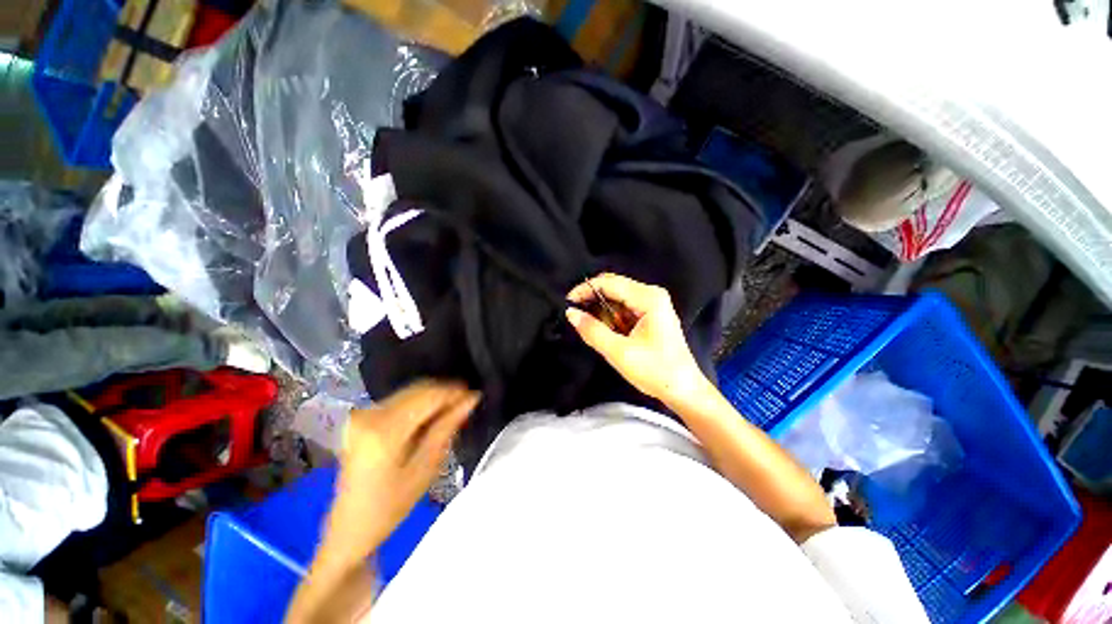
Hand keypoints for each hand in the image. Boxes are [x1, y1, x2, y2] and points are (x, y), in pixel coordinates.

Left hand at [331, 380, 480, 555]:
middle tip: (467, 404)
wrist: (350, 525)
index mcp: (385, 430)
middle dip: (446, 393)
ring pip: (411, 391)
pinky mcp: (363, 417)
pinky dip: (420, 403)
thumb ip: (447, 427)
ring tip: (452, 411)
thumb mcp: (426, 467)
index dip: (455, 392)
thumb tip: (471, 399)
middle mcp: (371, 414)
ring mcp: (364, 413)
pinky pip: (401, 399)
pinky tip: (431, 416)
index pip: (429, 396)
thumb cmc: (391, 505)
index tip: (475, 396)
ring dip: (434, 397)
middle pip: (419, 388)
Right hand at [566, 273, 705, 404]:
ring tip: (587, 324)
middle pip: (614, 286)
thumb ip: (593, 330)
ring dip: (601, 309)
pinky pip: (624, 308)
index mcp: (648, 298)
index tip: (567, 303)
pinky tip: (604, 329)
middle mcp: (651, 294)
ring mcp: (653, 304)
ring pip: (617, 297)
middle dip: (592, 298)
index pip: (609, 283)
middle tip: (575, 314)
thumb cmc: (655, 371)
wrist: (684, 390)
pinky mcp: (651, 315)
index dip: (585, 290)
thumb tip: (571, 313)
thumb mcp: (619, 352)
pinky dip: (611, 316)